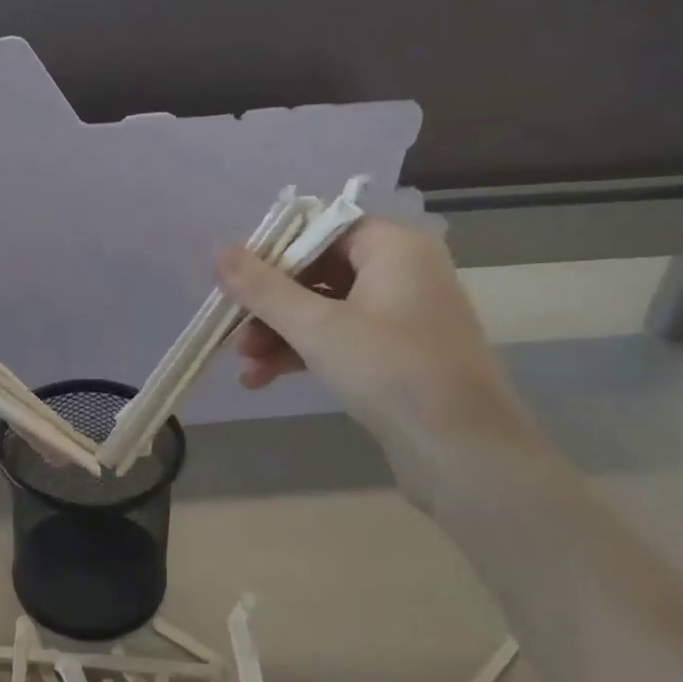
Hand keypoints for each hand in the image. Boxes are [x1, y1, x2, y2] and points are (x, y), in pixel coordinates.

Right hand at [216, 221, 542, 496]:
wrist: (463, 452)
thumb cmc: (391, 371)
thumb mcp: (316, 327)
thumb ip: (263, 288)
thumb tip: (219, 250)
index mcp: (394, 248)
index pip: (321, 229)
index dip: (273, 251)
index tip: (236, 280)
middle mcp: (403, 272)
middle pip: (317, 272)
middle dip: (270, 305)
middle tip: (234, 331)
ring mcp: (402, 316)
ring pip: (324, 310)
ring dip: (279, 334)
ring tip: (244, 366)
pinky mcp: (397, 355)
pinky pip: (340, 340)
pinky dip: (303, 354)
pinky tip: (263, 379)